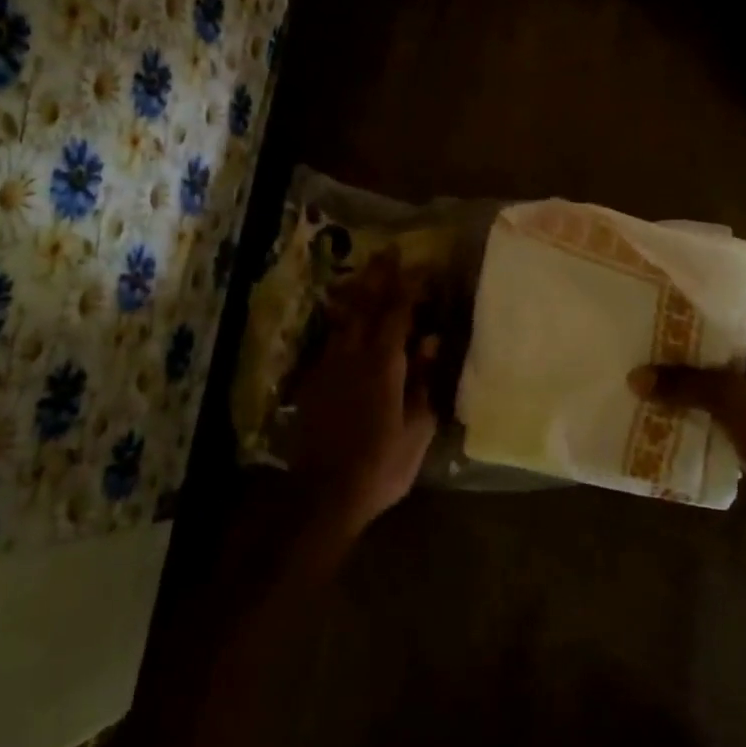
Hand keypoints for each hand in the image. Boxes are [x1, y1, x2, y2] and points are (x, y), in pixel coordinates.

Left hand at [290, 252, 438, 538]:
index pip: (397, 313)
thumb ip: (423, 382)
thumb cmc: (380, 464)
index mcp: (383, 364)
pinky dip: (343, 322)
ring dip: (357, 293)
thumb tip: (430, 343)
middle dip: (378, 276)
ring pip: (344, 319)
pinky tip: (346, 321)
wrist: (323, 494)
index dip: (410, 287)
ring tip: (365, 274)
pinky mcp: (314, 382)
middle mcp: (353, 356)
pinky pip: (332, 340)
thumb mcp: (416, 428)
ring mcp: (329, 367)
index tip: (422, 266)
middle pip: (366, 306)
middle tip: (388, 252)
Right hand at [629, 303, 745, 479]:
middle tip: (633, 319)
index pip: (729, 296)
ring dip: (679, 367)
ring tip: (635, 355)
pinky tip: (654, 398)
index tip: (657, 282)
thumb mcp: (733, 400)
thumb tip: (635, 377)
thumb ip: (685, 384)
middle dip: (677, 329)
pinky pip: (711, 397)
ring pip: (709, 366)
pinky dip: (688, 397)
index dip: (695, 288)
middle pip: (714, 332)